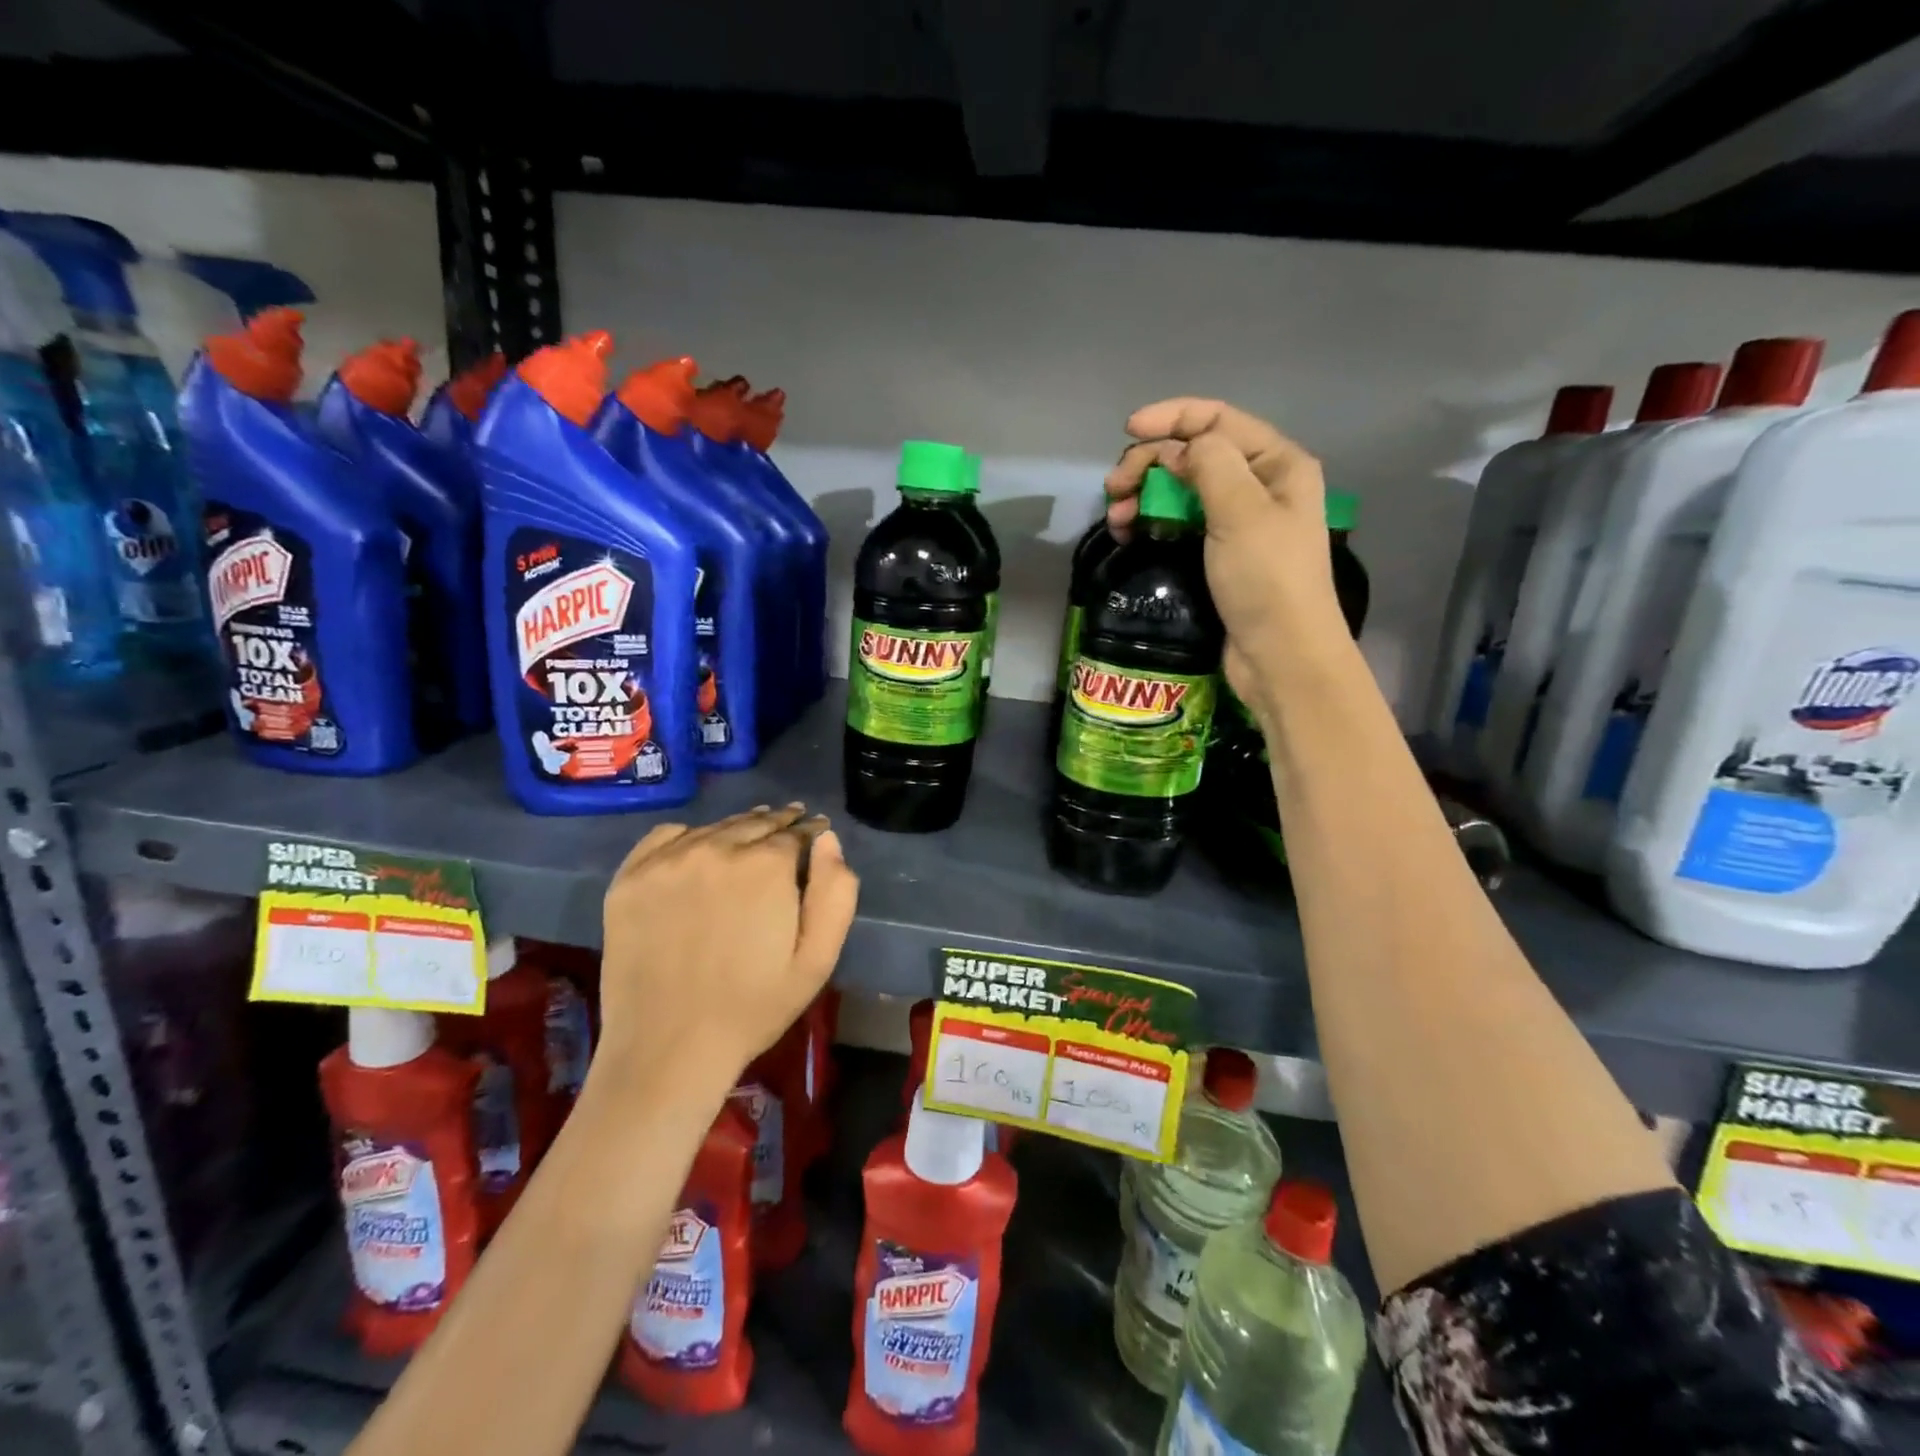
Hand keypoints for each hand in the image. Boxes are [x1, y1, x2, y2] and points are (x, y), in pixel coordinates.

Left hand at [595, 806, 858, 1089]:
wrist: (669, 1048)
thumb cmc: (754, 1008)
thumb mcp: (817, 959)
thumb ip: (835, 892)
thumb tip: (827, 838)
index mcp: (766, 866)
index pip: (796, 832)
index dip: (811, 831)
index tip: (817, 829)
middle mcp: (717, 849)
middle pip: (756, 822)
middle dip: (779, 822)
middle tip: (791, 821)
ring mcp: (668, 861)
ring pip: (714, 828)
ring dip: (738, 828)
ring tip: (750, 833)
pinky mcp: (630, 877)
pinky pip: (666, 836)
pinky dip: (689, 836)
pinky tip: (698, 848)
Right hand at [1106, 398, 1351, 710]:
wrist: (1280, 656)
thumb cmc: (1267, 580)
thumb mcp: (1241, 513)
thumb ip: (1209, 465)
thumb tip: (1177, 446)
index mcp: (1278, 464)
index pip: (1218, 420)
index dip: (1172, 418)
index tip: (1128, 432)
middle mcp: (1260, 486)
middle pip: (1196, 454)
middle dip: (1150, 463)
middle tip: (1113, 489)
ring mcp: (1240, 522)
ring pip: (1183, 490)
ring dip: (1146, 495)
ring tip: (1117, 518)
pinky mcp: (1220, 554)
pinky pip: (1181, 522)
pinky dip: (1154, 521)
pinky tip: (1131, 533)